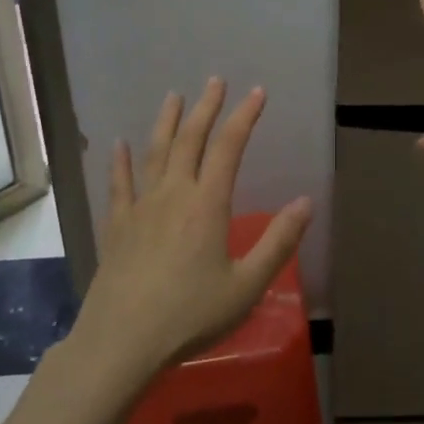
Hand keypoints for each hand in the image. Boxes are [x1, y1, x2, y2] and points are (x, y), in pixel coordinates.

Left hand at [74, 79, 311, 383]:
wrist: (121, 343)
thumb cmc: (190, 315)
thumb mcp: (247, 285)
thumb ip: (278, 242)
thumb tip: (306, 202)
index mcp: (207, 204)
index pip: (229, 147)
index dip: (245, 116)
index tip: (258, 92)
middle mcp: (173, 194)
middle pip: (190, 140)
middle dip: (206, 108)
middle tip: (215, 81)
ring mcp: (141, 207)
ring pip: (155, 153)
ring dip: (167, 122)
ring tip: (174, 96)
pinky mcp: (117, 226)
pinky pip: (119, 184)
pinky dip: (120, 162)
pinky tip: (119, 144)